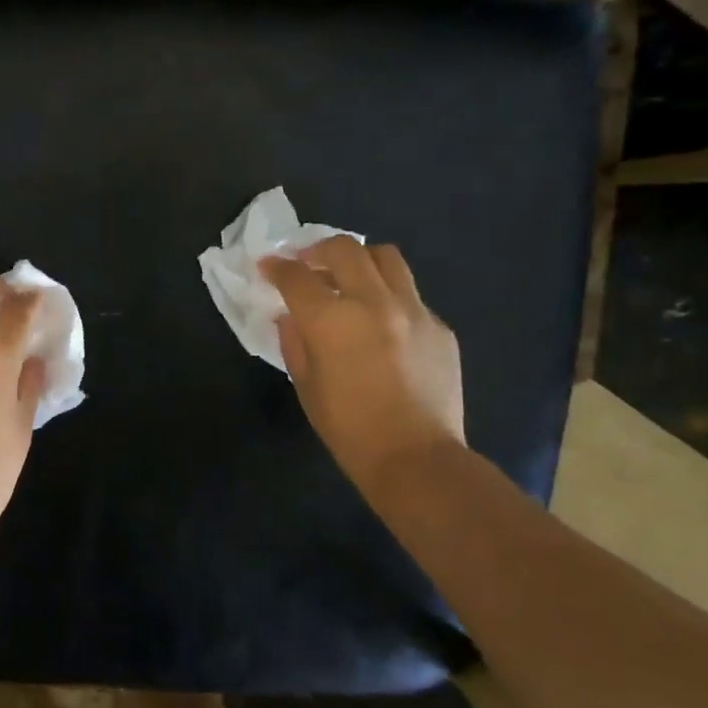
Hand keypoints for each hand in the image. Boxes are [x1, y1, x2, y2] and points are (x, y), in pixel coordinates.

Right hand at [259, 237, 465, 488]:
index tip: (268, 267)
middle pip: (343, 249)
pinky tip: (382, 322)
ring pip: (385, 257)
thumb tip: (291, 316)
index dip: (276, 267)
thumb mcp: (306, 385)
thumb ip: (295, 342)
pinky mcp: (439, 326)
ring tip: (348, 277)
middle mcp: (373, 302)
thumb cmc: (349, 428)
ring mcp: (413, 310)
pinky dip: (388, 296)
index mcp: (332, 320)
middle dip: (317, 250)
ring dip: (359, 260)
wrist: (416, 458)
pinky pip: (409, 294)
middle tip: (307, 264)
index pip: (296, 276)